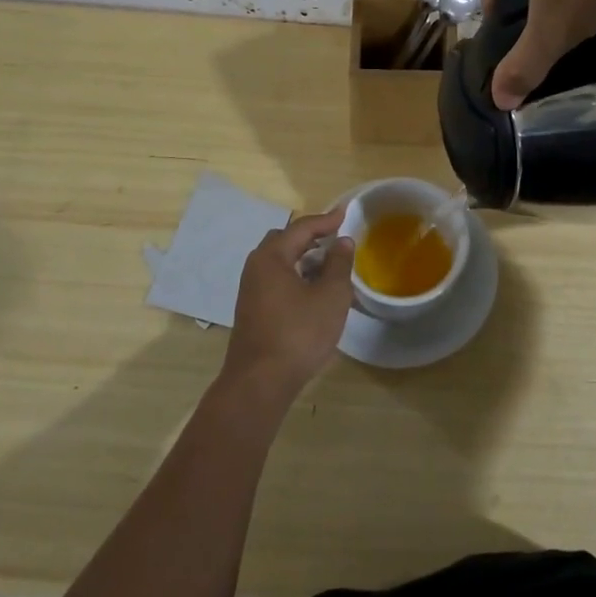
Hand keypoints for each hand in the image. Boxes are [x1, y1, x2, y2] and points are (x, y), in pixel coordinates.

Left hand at [221, 209, 355, 397]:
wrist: (260, 382)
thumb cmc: (299, 333)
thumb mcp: (330, 296)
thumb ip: (339, 264)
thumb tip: (342, 241)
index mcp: (271, 257)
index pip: (301, 228)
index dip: (325, 220)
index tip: (345, 214)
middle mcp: (255, 268)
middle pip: (284, 241)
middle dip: (310, 238)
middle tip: (334, 239)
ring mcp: (250, 291)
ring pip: (279, 263)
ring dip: (303, 260)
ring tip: (329, 267)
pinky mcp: (252, 311)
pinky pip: (276, 281)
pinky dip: (295, 277)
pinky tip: (313, 293)